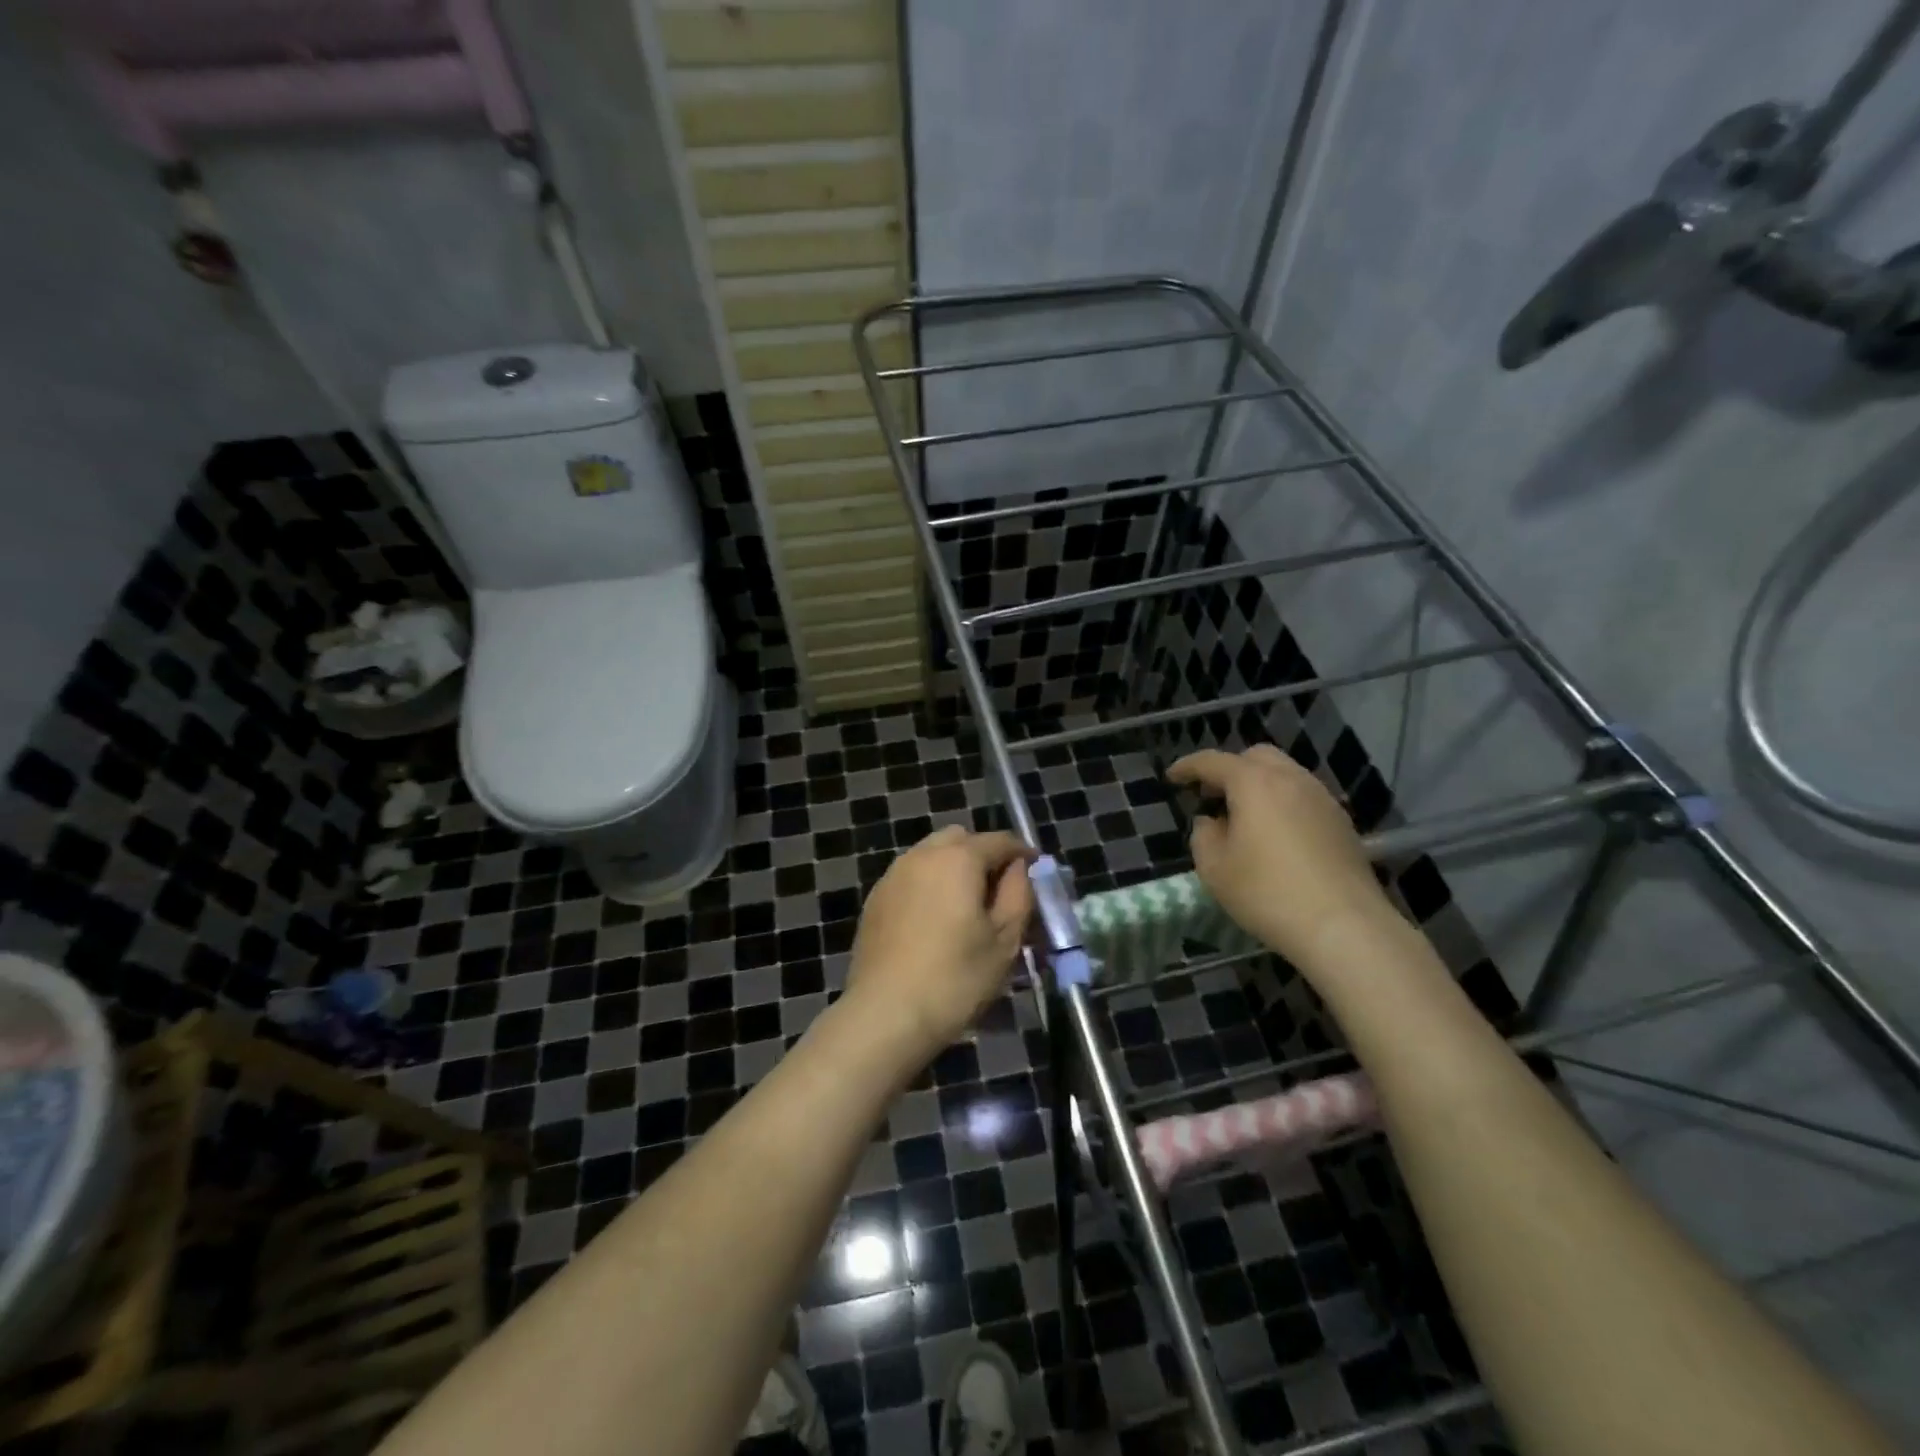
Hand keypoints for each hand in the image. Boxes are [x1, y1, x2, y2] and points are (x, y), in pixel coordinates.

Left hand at [846, 826, 1035, 1061]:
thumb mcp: (1005, 940)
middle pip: (961, 839)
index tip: (1037, 873)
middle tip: (999, 891)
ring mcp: (894, 875)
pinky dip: (929, 885)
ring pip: (932, 855)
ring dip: (953, 868)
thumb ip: (1018, 893)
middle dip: (983, 855)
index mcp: (959, 858)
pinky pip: (911, 876)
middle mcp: (922, 855)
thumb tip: (1019, 868)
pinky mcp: (875, 898)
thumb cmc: (955, 978)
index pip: (1000, 840)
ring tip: (966, 908)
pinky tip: (935, 922)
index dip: (1023, 853)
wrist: (885, 1014)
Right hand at [1168, 745, 1397, 970]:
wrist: (1344, 926)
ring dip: (1258, 785)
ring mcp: (1322, 799)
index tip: (1172, 777)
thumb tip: (1211, 822)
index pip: (1213, 762)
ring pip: (1285, 774)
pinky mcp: (1342, 823)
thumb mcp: (1214, 869)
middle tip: (1211, 796)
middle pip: (1255, 757)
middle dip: (1229, 769)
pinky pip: (1304, 797)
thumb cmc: (1268, 893)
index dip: (1188, 766)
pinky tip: (1275, 835)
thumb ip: (1203, 836)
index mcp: (1254, 783)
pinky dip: (1282, 802)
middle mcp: (1291, 780)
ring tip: (1244, 817)